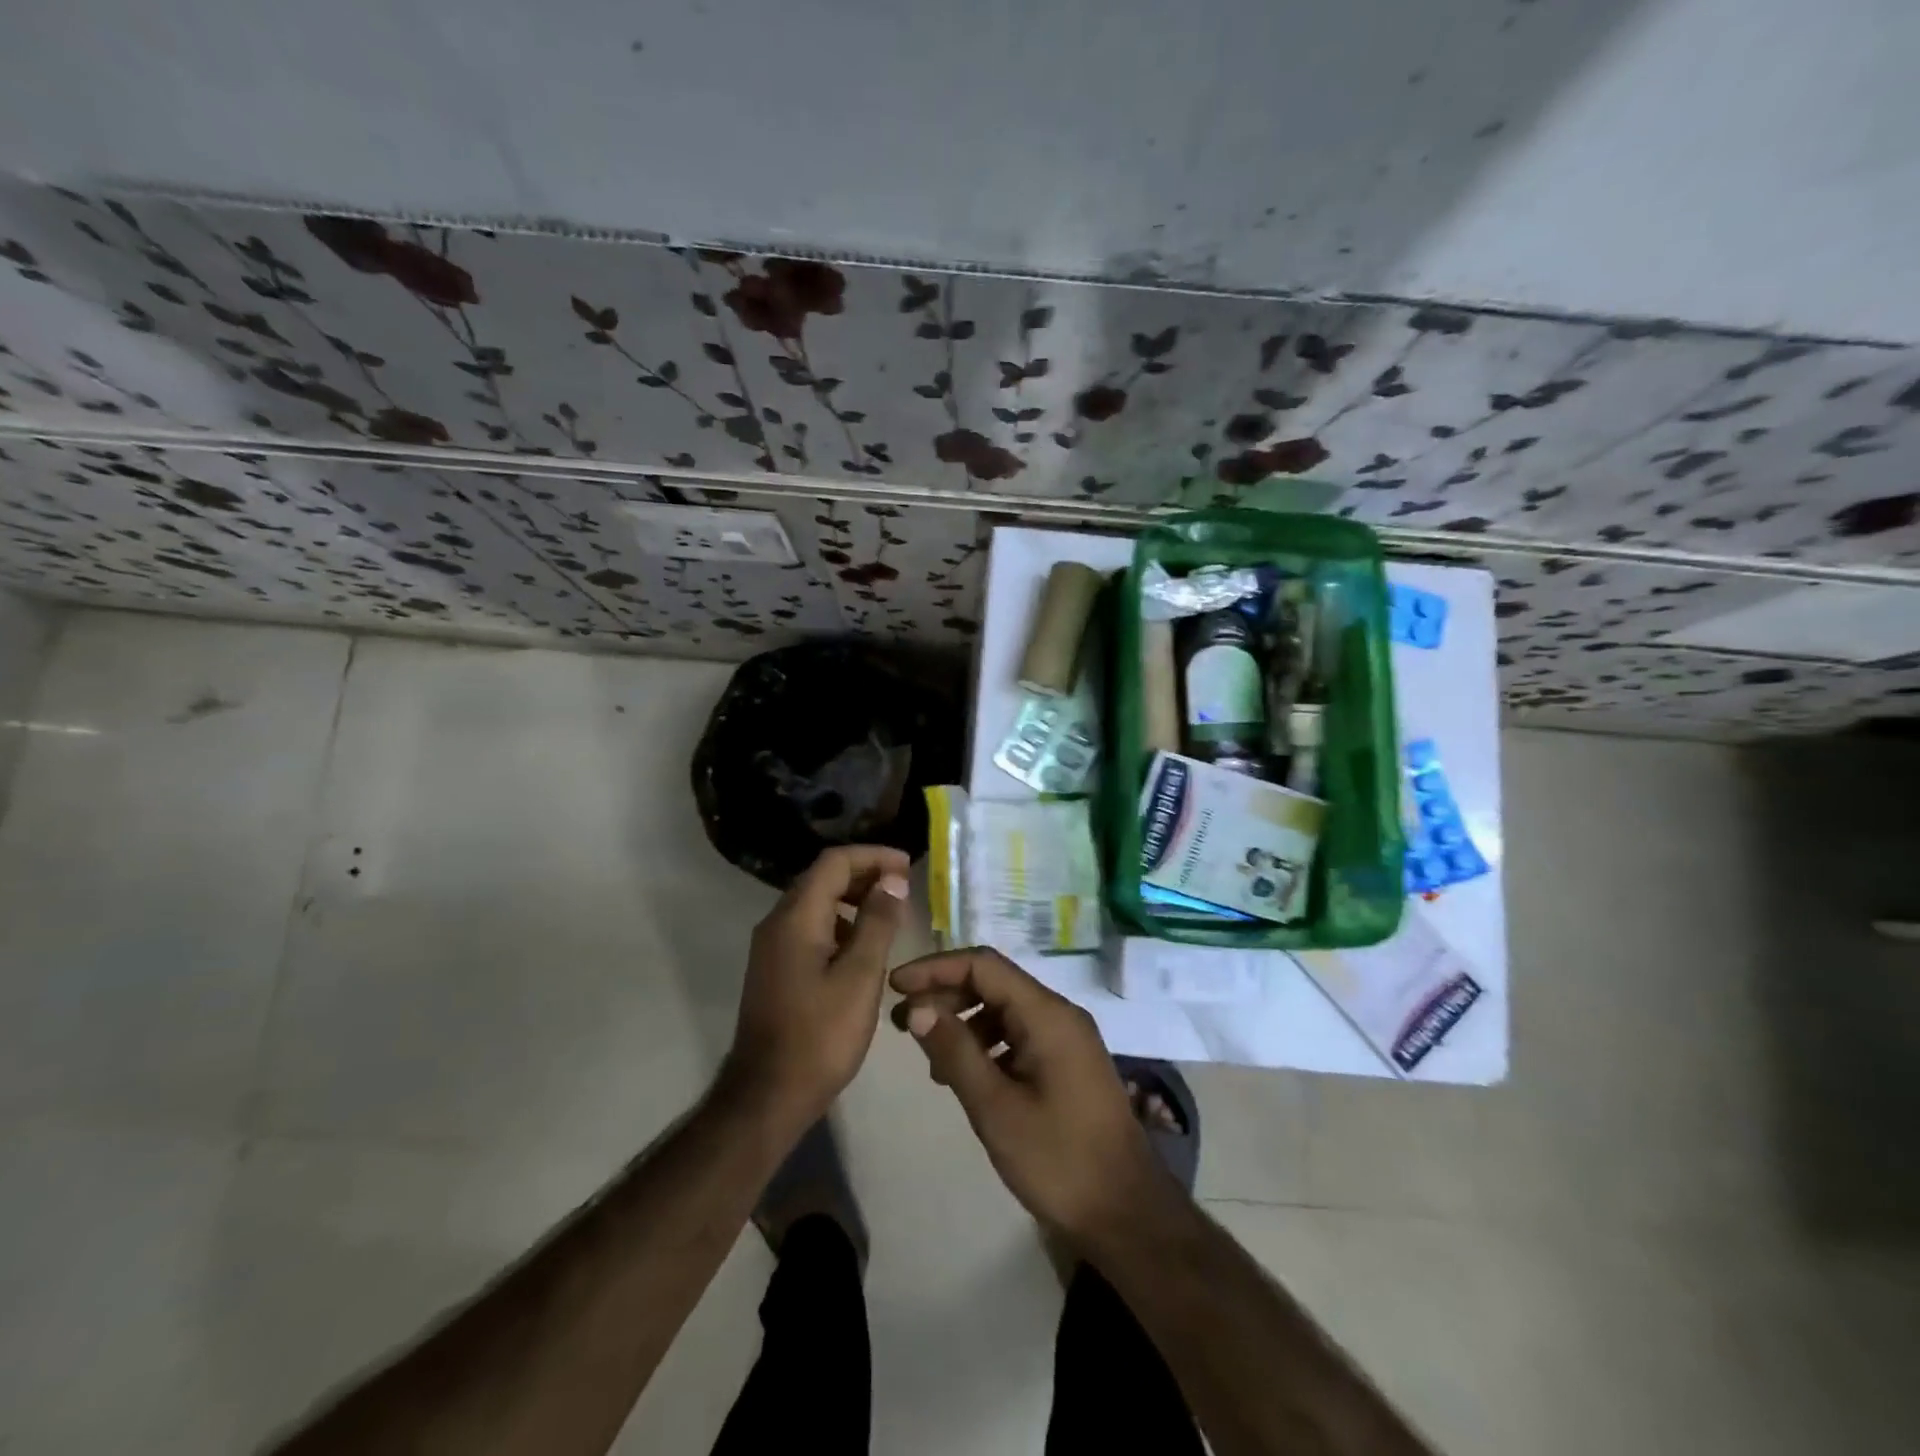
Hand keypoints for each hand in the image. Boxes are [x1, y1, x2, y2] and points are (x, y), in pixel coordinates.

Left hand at [724, 845, 910, 1128]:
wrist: (767, 1096)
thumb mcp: (860, 976)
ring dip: (853, 899)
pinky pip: (810, 928)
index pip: (835, 862)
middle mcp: (777, 922)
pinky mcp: (776, 968)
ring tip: (891, 914)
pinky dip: (840, 924)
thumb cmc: (820, 1036)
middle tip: (904, 887)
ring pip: (816, 903)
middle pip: (823, 878)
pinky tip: (864, 947)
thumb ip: (877, 922)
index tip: (909, 867)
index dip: (873, 856)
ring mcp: (772, 947)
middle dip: (865, 874)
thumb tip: (892, 880)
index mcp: (796, 917)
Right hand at [890, 947, 1174, 1247]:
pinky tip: (963, 1075)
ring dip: (964, 1020)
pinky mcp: (1067, 1062)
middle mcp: (1059, 1014)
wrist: (1126, 1214)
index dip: (936, 968)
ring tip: (928, 1054)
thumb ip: (955, 1051)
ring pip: (1005, 1009)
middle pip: (994, 982)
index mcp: (1047, 1014)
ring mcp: (1067, 1038)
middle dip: (945, 994)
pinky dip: (986, 1043)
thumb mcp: (996, 1108)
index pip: (983, 965)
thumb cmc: (1058, 1160)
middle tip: (902, 1022)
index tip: (895, 986)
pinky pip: (1019, 1034)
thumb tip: (917, 1006)